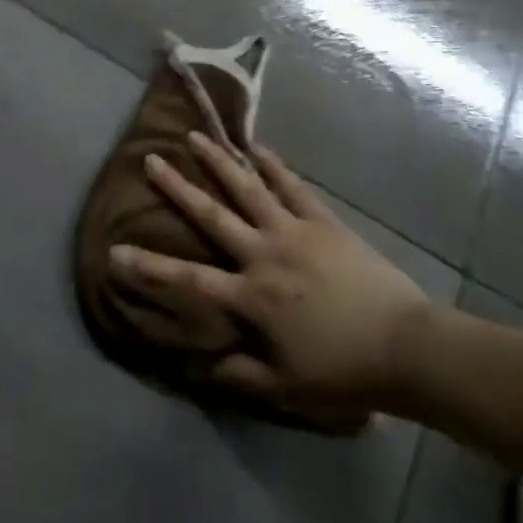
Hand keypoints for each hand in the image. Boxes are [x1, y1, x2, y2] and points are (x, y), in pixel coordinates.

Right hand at [111, 133, 436, 415]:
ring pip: (249, 189)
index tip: (115, 251)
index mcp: (252, 296)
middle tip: (151, 160)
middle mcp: (264, 253)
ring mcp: (294, 230)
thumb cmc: (343, 370)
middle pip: (212, 214)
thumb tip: (196, 366)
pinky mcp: (323, 221)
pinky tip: (259, 147)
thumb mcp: (285, 385)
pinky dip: (274, 165)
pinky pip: (293, 187)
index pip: (188, 279)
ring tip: (195, 137)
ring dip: (220, 162)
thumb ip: (238, 373)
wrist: (406, 347)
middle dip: (178, 188)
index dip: (149, 267)